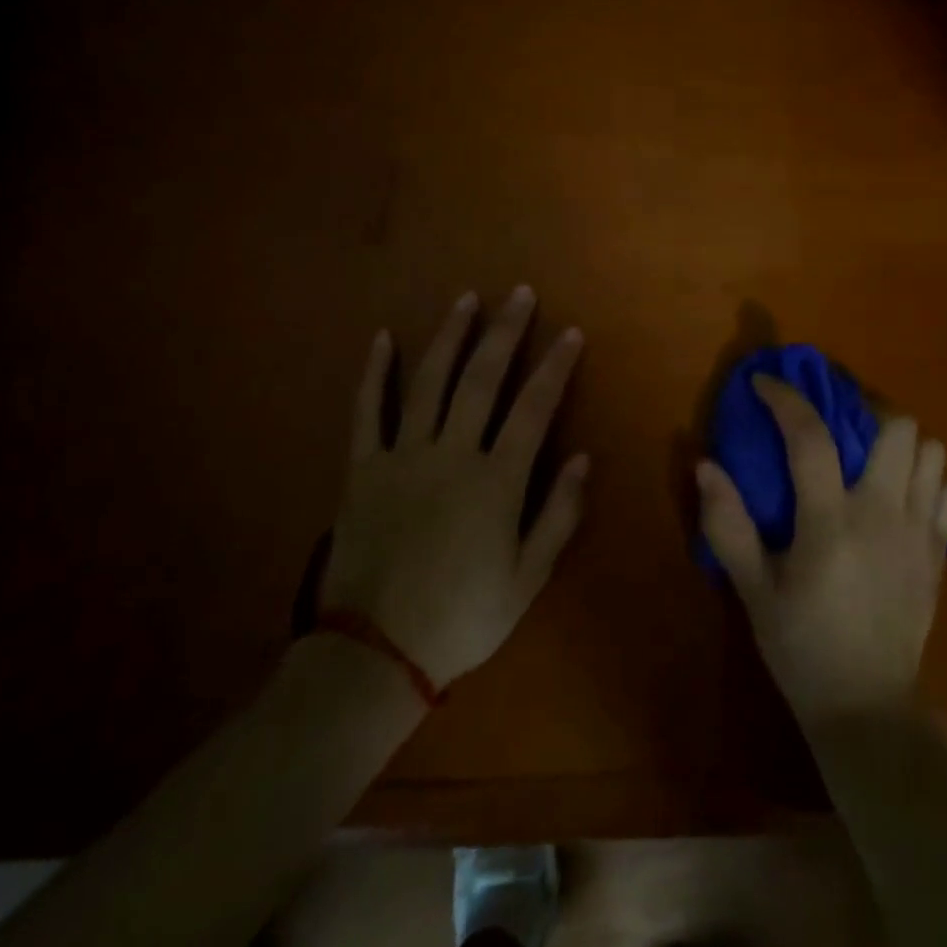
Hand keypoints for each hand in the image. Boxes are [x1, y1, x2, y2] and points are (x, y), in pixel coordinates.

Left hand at [319, 287, 586, 688]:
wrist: (375, 654)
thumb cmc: (462, 618)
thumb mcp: (527, 578)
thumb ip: (558, 514)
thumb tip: (584, 458)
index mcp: (496, 481)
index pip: (534, 408)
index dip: (555, 367)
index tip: (570, 332)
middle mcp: (452, 454)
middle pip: (482, 379)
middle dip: (505, 332)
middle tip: (520, 293)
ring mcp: (402, 456)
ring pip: (428, 382)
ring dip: (450, 336)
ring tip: (466, 299)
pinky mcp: (362, 468)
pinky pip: (367, 411)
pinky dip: (374, 373)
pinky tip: (382, 338)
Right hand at [698, 375, 946, 729]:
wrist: (867, 709)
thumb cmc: (801, 647)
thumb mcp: (753, 590)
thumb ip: (728, 525)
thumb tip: (705, 464)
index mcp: (830, 523)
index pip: (810, 437)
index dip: (786, 399)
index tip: (763, 383)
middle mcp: (883, 515)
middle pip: (898, 427)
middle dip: (864, 411)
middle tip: (836, 423)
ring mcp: (921, 533)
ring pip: (932, 452)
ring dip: (900, 443)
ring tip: (868, 456)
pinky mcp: (941, 553)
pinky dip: (926, 479)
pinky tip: (898, 496)